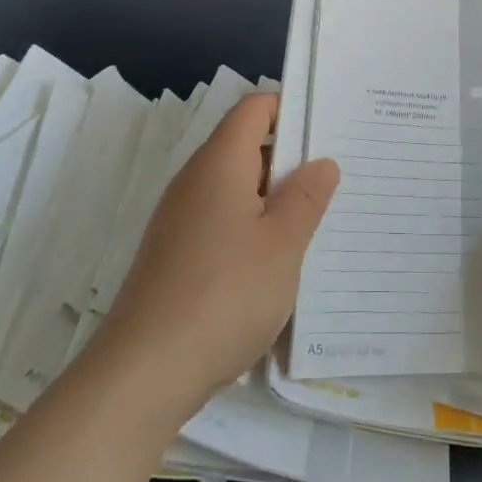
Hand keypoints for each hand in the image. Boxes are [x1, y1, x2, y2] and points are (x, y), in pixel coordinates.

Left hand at [101, 92, 338, 412]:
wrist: (144, 372)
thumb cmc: (224, 294)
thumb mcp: (283, 244)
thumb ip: (307, 197)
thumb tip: (322, 162)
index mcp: (220, 163)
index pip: (254, 109)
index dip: (290, 108)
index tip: (328, 129)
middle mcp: (195, 181)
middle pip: (246, 146)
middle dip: (291, 158)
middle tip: (337, 177)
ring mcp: (181, 219)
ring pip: (236, 188)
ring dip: (275, 198)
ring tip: (317, 220)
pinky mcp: (176, 255)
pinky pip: (222, 221)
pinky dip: (253, 228)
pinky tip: (278, 261)